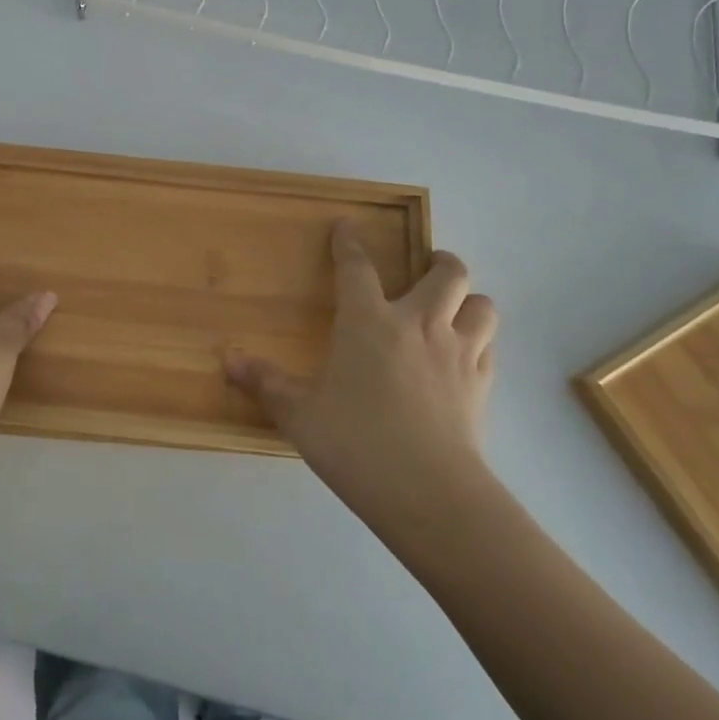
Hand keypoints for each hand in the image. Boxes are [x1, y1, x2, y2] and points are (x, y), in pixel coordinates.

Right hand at [225, 222, 497, 514]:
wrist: (429, 493)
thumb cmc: (356, 443)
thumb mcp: (299, 414)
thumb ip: (266, 383)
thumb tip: (229, 363)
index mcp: (369, 321)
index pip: (357, 267)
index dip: (349, 243)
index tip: (346, 227)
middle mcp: (419, 324)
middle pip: (447, 273)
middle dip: (439, 261)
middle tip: (426, 265)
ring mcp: (457, 353)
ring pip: (482, 304)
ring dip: (469, 299)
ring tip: (453, 307)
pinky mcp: (481, 386)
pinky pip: (489, 347)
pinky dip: (479, 341)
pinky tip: (463, 356)